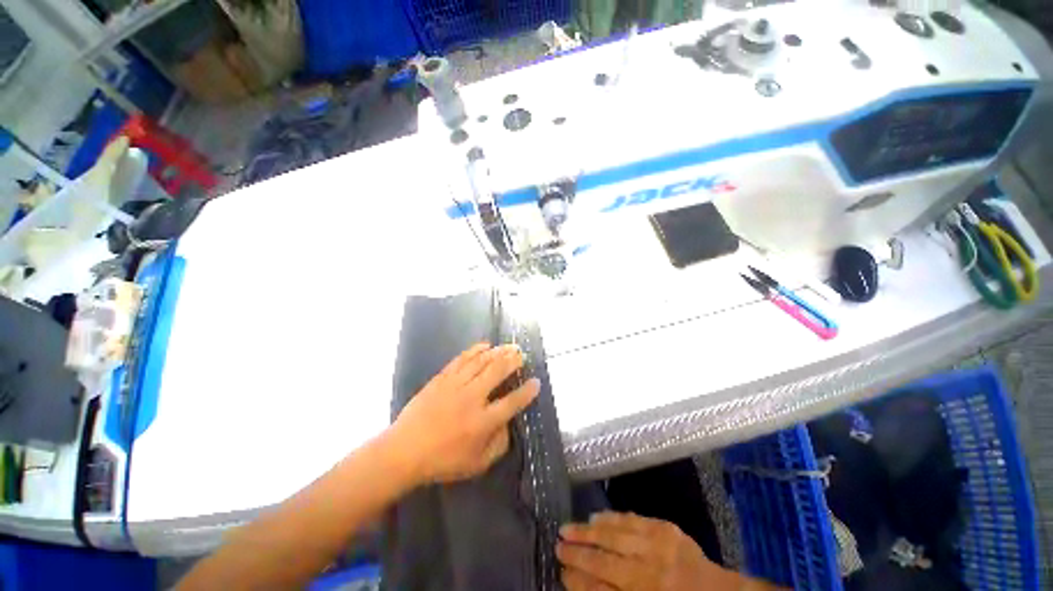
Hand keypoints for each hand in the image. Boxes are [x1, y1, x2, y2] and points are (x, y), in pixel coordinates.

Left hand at [389, 343, 539, 484]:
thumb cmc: (442, 461)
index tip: (536, 382)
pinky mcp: (442, 378)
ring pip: (481, 361)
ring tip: (509, 346)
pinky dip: (475, 350)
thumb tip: (508, 424)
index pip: (512, 402)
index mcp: (483, 422)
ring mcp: (455, 385)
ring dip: (498, 352)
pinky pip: (462, 359)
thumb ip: (499, 445)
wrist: (404, 451)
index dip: (527, 392)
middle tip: (522, 354)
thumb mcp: (477, 464)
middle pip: (498, 372)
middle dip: (513, 361)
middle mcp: (472, 398)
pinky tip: (485, 345)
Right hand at [557, 512, 739, 590]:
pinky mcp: (667, 530)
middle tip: (557, 544)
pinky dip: (612, 517)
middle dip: (577, 553)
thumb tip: (582, 583)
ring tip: (568, 527)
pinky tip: (596, 516)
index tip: (561, 571)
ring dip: (588, 531)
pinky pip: (633, 520)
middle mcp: (648, 576)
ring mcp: (659, 549)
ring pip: (614, 536)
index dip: (578, 581)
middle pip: (603, 562)